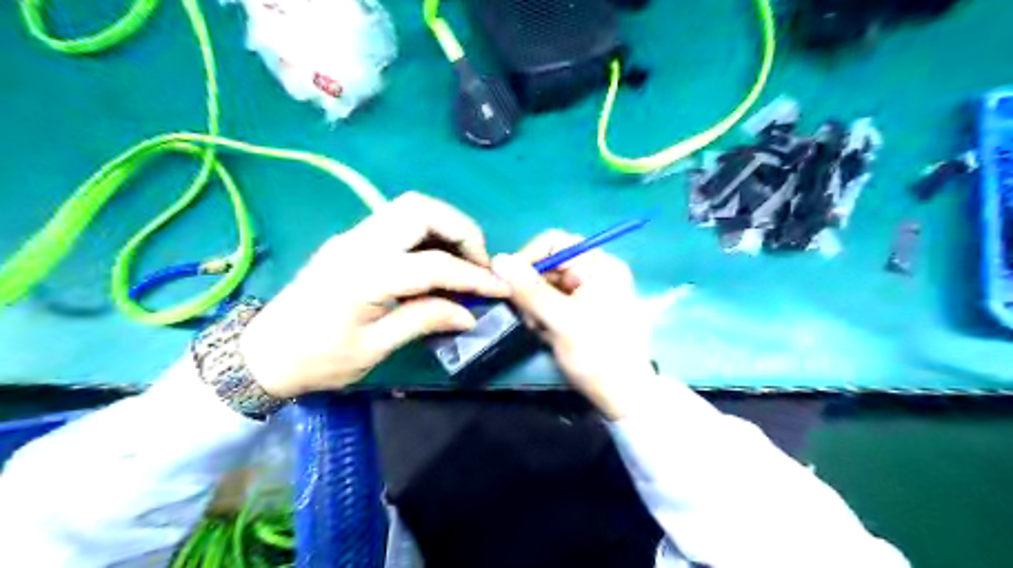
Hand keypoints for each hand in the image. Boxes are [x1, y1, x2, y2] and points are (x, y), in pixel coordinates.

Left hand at [243, 192, 511, 397]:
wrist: (262, 353)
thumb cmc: (317, 359)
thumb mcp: (374, 349)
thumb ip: (424, 321)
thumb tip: (469, 314)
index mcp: (366, 276)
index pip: (435, 265)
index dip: (474, 276)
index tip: (501, 288)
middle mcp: (359, 243)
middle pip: (421, 209)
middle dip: (462, 230)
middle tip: (479, 263)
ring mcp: (352, 236)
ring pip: (410, 206)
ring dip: (445, 224)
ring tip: (463, 258)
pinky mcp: (351, 239)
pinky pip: (398, 219)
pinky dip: (427, 230)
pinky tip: (436, 257)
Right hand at [492, 228, 656, 418]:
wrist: (625, 395)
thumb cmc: (596, 354)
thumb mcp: (560, 320)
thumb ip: (529, 289)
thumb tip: (498, 259)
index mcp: (600, 265)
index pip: (554, 242)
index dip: (527, 258)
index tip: (507, 283)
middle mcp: (599, 271)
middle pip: (551, 264)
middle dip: (532, 287)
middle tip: (525, 315)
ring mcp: (595, 291)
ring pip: (551, 285)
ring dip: (537, 304)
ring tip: (538, 329)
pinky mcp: (590, 309)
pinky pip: (559, 301)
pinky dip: (547, 314)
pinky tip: (547, 334)